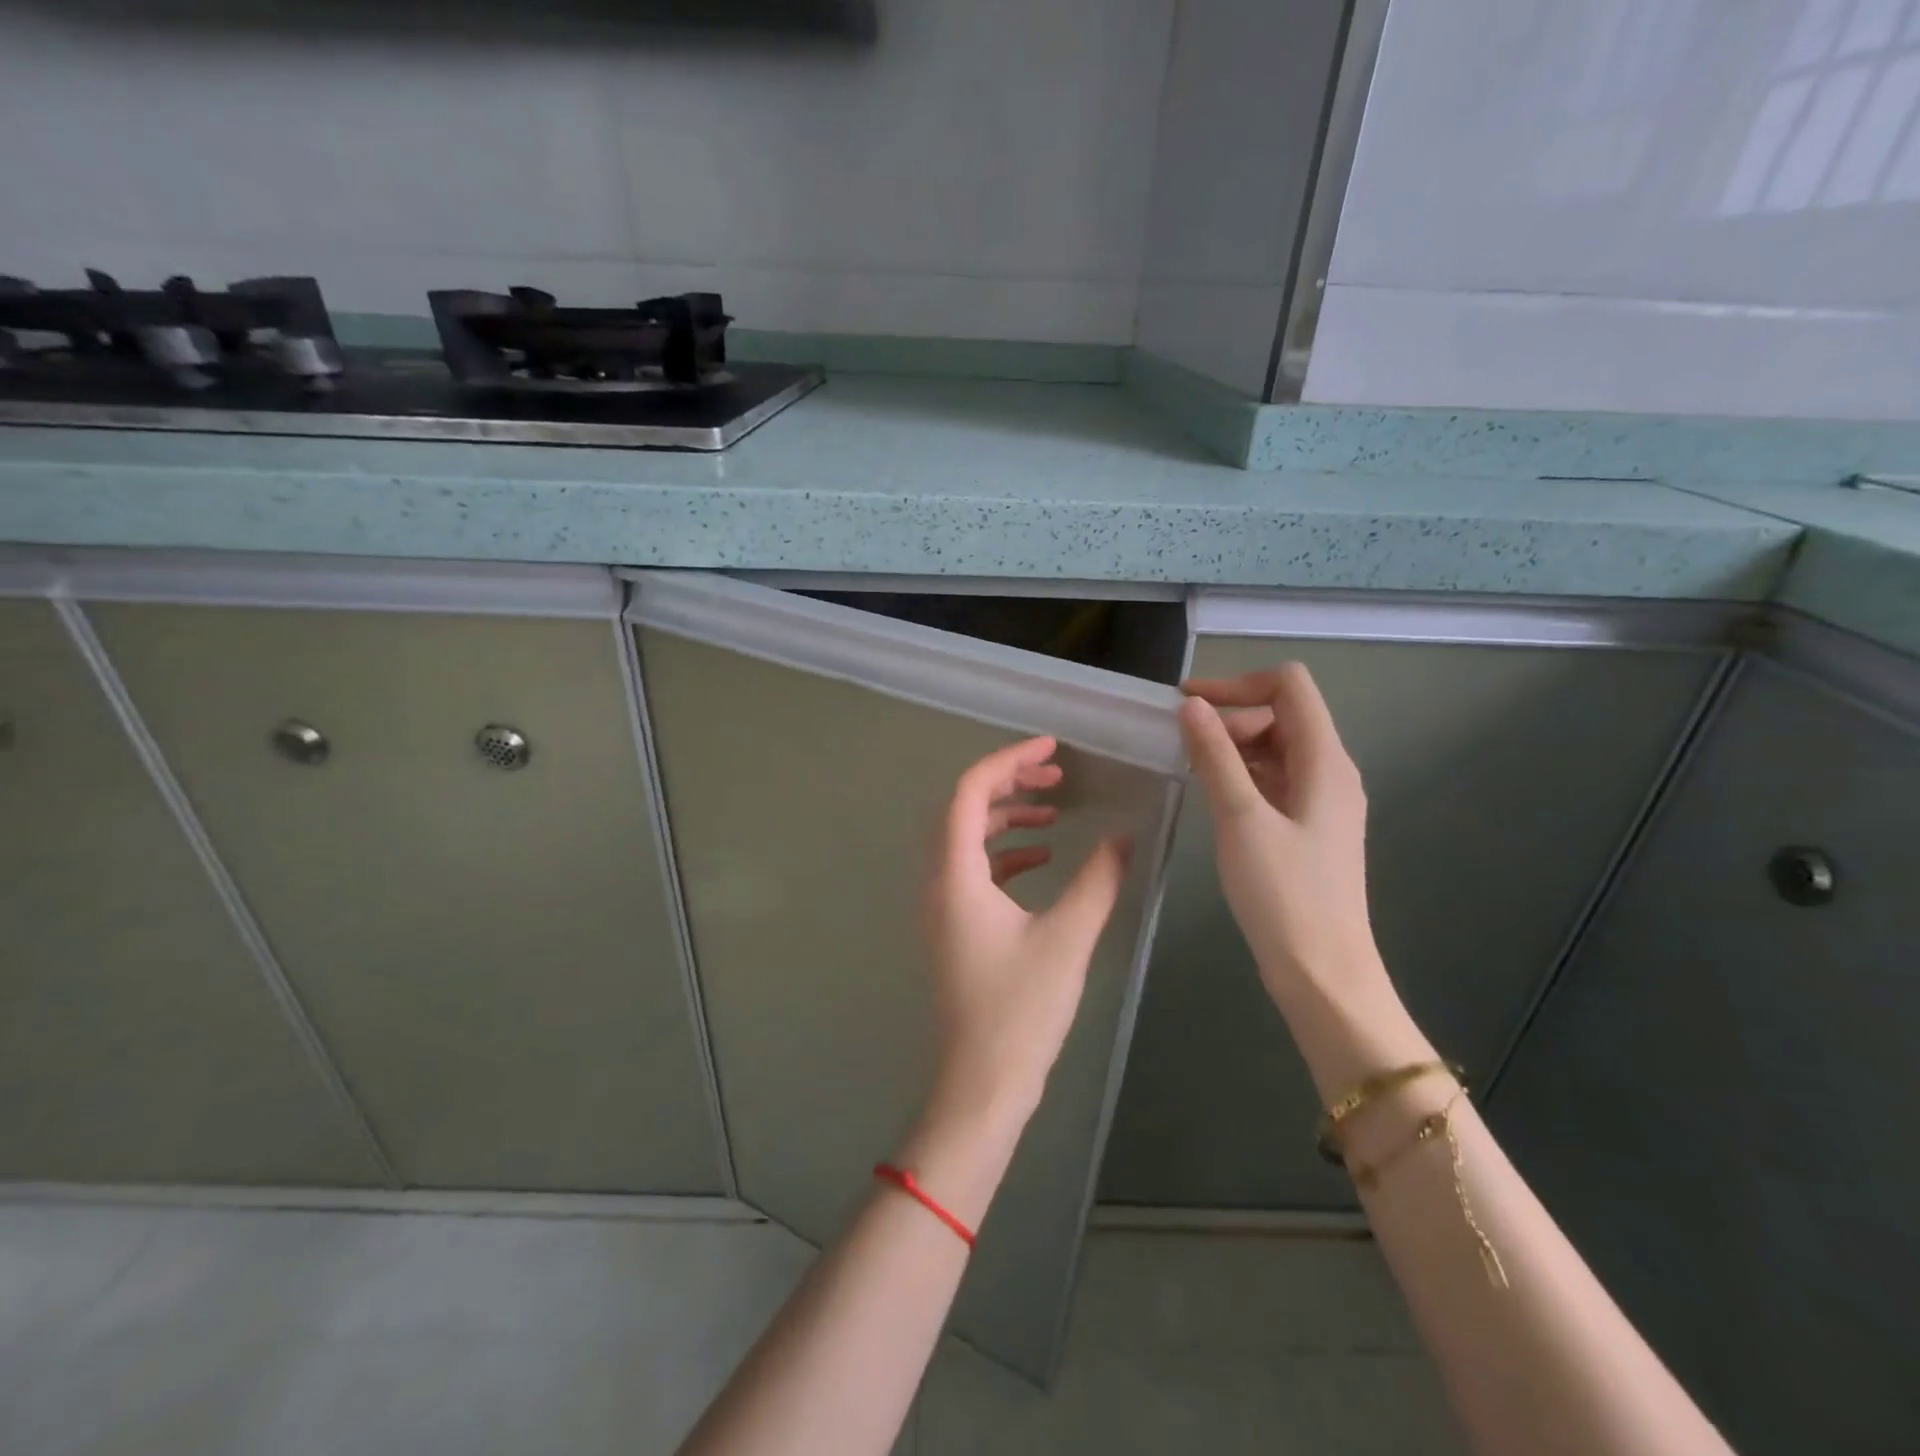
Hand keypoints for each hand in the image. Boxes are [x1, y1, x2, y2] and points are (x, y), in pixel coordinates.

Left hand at [921, 736, 1130, 1122]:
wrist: (982, 1084)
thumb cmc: (1020, 1010)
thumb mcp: (1068, 939)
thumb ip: (1098, 880)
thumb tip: (1126, 836)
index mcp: (955, 875)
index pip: (969, 792)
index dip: (1008, 760)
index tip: (1050, 747)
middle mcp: (939, 881)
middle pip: (965, 809)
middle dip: (1010, 783)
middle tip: (1057, 774)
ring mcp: (943, 905)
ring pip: (968, 838)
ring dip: (1009, 818)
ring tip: (1056, 813)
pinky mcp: (955, 926)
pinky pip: (975, 869)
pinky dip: (1006, 854)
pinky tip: (1044, 859)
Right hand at [1178, 665, 1384, 1013]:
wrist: (1323, 973)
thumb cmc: (1284, 895)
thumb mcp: (1241, 819)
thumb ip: (1216, 757)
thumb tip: (1191, 706)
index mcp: (1325, 761)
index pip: (1289, 686)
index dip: (1238, 684)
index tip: (1188, 704)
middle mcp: (1330, 772)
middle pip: (1282, 715)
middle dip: (1231, 719)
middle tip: (1182, 746)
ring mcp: (1322, 802)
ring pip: (1276, 749)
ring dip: (1233, 748)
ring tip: (1189, 768)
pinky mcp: (1309, 828)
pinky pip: (1275, 781)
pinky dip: (1242, 776)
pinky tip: (1212, 796)